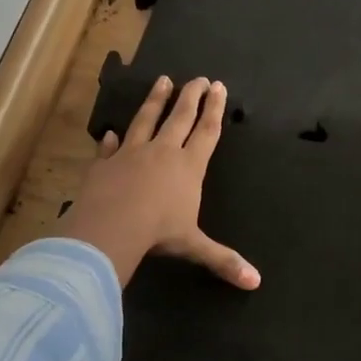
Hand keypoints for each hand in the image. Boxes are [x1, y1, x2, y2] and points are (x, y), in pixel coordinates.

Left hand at [59, 75, 260, 290]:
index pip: (206, 131)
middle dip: (191, 96)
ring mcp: (131, 153)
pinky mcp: (104, 163)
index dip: (214, 108)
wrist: (112, 226)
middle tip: (198, 78)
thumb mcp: (194, 246)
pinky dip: (110, 141)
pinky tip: (110, 134)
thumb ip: (223, 259)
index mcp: (188, 167)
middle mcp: (162, 152)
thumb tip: (255, 282)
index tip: (218, 86)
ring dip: (155, 100)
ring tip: (162, 81)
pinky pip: (108, 148)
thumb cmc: (159, 233)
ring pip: (146, 119)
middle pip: (180, 117)